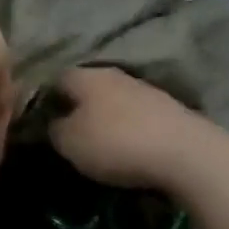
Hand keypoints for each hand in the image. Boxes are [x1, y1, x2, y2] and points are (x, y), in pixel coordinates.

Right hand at [47, 67, 228, 191]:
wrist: (186, 154)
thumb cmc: (115, 143)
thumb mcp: (69, 143)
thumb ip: (54, 129)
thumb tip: (54, 123)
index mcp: (85, 75)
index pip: (56, 79)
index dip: (46, 99)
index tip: (42, 123)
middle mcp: (114, 74)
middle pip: (88, 88)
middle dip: (78, 109)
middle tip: (70, 135)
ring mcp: (145, 90)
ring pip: (114, 101)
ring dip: (106, 120)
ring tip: (100, 146)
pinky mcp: (169, 110)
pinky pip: (138, 117)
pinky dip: (130, 130)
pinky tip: (130, 150)